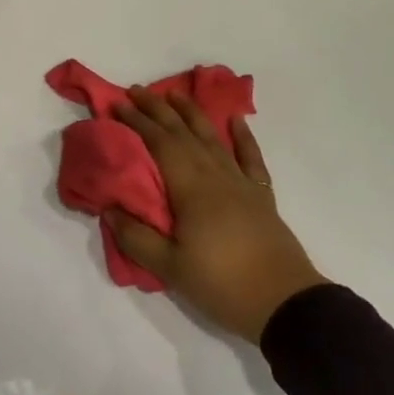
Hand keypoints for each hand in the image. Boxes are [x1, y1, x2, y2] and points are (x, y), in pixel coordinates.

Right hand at [108, 88, 326, 342]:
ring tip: (175, 94)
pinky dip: (243, 137)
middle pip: (183, 133)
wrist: (284, 303)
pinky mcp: (261, 196)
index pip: (159, 143)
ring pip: (213, 138)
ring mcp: (241, 183)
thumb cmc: (222, 284)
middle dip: (158, 109)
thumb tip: (109, 208)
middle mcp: (216, 175)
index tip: (117, 104)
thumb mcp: (170, 268)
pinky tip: (236, 121)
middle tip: (136, 91)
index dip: (137, 121)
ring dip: (193, 113)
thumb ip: (136, 237)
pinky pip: (250, 157)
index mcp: (191, 188)